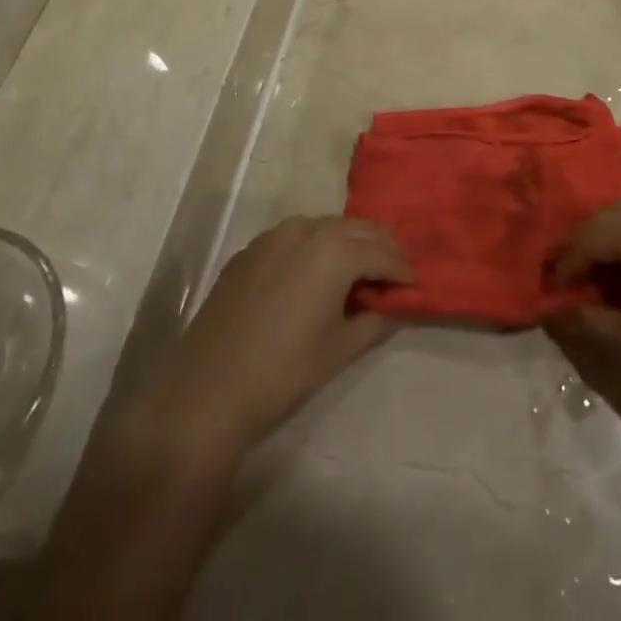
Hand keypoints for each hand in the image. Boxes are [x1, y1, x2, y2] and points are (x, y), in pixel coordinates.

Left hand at [139, 217, 411, 460]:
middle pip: (358, 229)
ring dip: (350, 244)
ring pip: (327, 228)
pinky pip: (296, 238)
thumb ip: (375, 320)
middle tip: (395, 273)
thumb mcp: (340, 349)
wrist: (205, 393)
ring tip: (360, 273)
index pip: (383, 253)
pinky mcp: (250, 250)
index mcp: (335, 250)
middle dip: (381, 248)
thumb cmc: (283, 373)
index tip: (415, 286)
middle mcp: (307, 229)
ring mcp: (274, 236)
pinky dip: (316, 248)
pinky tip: (317, 276)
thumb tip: (394, 306)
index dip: (403, 270)